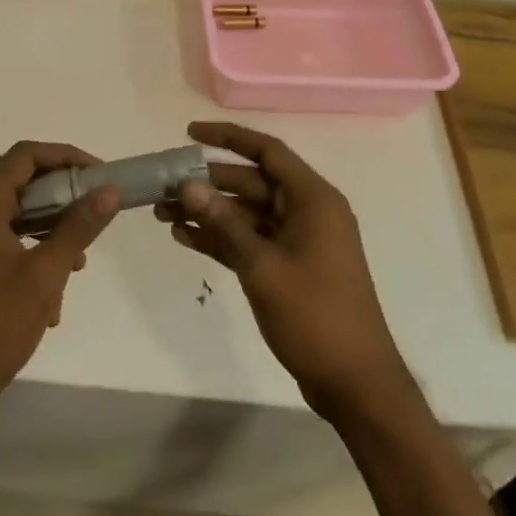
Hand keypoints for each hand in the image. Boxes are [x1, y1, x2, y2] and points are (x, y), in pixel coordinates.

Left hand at [0, 142, 119, 424]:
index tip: (98, 174)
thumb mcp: (46, 274)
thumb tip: (108, 192)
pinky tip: (54, 294)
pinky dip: (34, 251)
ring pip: (16, 213)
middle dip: (62, 194)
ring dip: (51, 227)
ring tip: (79, 259)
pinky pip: (7, 240)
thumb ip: (78, 227)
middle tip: (95, 209)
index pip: (24, 155)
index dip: (64, 156)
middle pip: (20, 181)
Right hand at [158, 122, 408, 418]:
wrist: (353, 381)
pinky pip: (249, 240)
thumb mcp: (262, 266)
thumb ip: (224, 223)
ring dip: (208, 213)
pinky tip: (183, 238)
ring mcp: (297, 240)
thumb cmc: (314, 315)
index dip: (228, 138)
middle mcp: (306, 211)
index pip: (267, 152)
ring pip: (245, 213)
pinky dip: (220, 238)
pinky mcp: (287, 266)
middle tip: (163, 186)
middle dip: (207, 183)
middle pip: (251, 183)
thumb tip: (188, 186)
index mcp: (313, 200)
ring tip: (162, 214)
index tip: (188, 133)